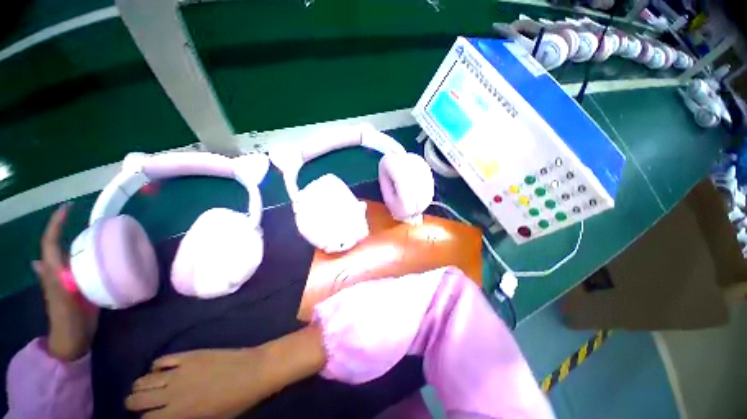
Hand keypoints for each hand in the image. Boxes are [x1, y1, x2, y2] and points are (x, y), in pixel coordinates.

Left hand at [34, 203, 98, 361]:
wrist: (74, 337)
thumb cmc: (67, 319)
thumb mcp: (60, 302)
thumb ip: (51, 283)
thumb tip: (38, 262)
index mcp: (54, 272)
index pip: (50, 243)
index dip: (55, 225)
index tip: (68, 208)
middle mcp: (59, 270)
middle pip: (59, 244)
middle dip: (67, 227)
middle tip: (88, 217)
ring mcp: (70, 277)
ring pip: (71, 253)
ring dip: (79, 239)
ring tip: (98, 230)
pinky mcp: (81, 282)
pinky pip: (83, 263)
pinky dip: (89, 253)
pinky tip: (102, 251)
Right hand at [126, 326, 325, 418]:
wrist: (255, 371)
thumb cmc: (236, 402)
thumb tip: (168, 417)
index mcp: (178, 414)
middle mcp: (171, 393)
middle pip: (135, 399)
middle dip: (136, 404)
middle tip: (144, 404)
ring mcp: (179, 371)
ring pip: (142, 380)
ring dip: (142, 386)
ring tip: (150, 388)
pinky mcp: (189, 354)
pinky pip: (162, 359)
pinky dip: (157, 366)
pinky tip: (163, 370)